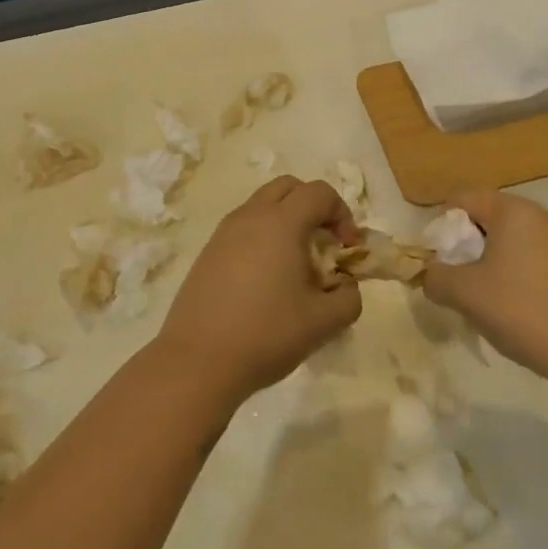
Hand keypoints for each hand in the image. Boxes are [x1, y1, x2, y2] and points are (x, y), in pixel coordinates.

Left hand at [157, 177, 363, 404]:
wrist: (198, 361)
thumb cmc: (266, 334)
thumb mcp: (324, 322)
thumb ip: (349, 298)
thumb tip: (346, 286)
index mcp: (281, 223)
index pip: (320, 192)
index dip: (343, 214)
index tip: (348, 249)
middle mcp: (251, 217)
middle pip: (289, 187)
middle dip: (314, 206)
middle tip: (324, 244)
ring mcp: (224, 233)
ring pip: (262, 205)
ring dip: (286, 221)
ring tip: (295, 265)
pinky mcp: (208, 253)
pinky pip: (243, 228)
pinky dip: (263, 238)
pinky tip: (266, 281)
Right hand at [423, 190, 547, 389]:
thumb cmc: (521, 310)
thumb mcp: (464, 293)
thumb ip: (435, 277)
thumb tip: (429, 274)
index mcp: (514, 211)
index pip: (463, 199)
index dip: (441, 225)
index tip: (436, 258)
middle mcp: (541, 216)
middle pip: (488, 217)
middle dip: (465, 244)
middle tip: (455, 278)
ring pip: (511, 238)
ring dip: (489, 260)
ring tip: (482, 296)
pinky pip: (532, 256)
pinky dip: (514, 271)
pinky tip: (512, 305)